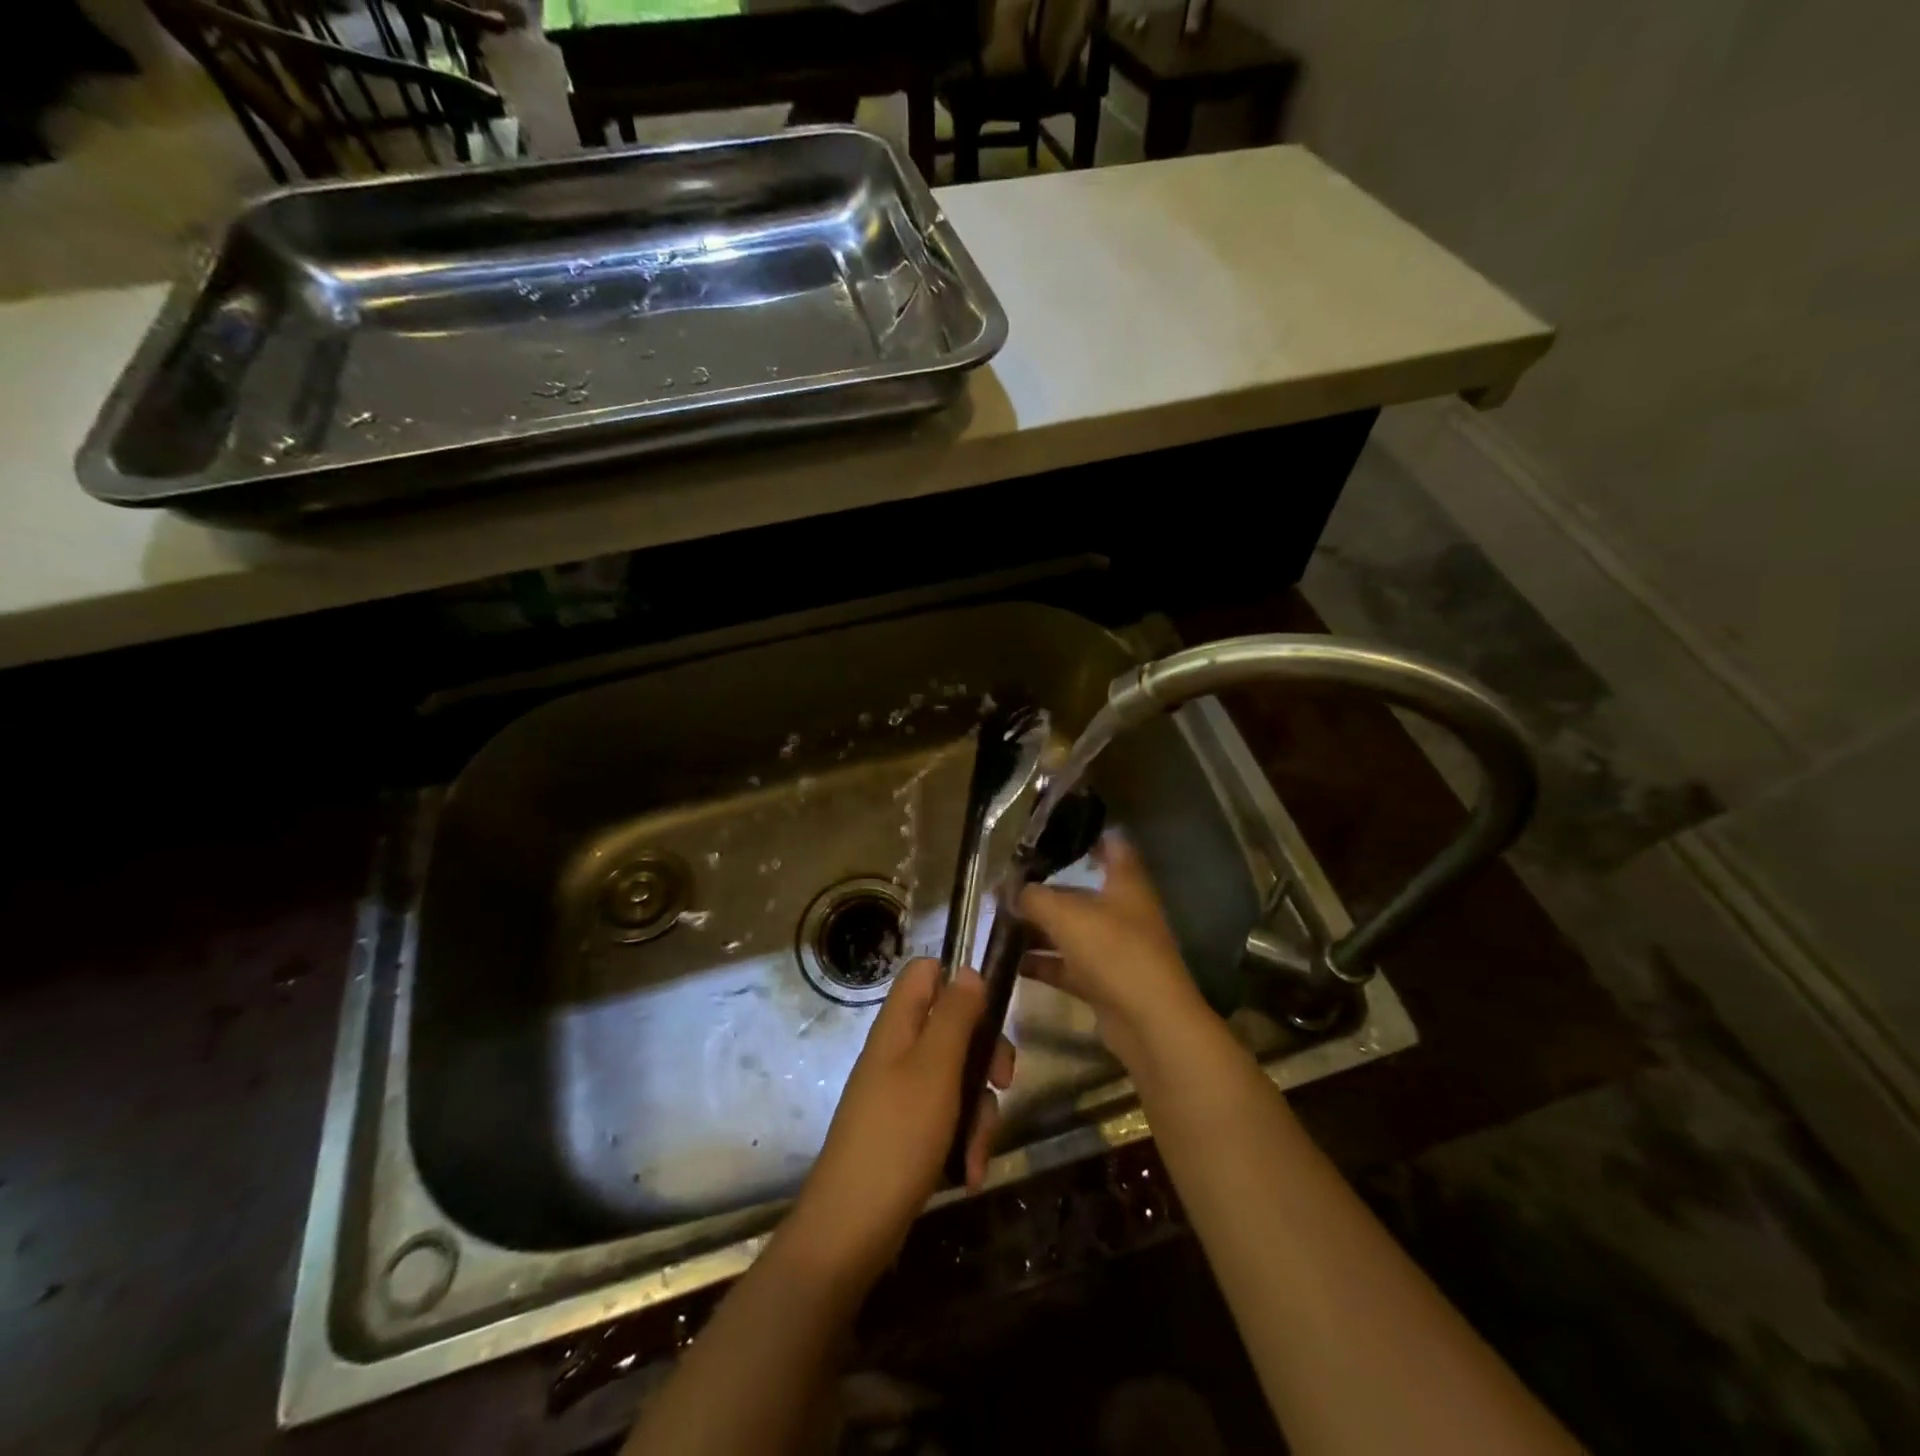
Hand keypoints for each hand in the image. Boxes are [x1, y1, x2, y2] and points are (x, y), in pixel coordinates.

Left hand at [785, 960, 1013, 1288]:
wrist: (852, 1228)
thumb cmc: (898, 1135)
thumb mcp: (936, 1068)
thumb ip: (955, 1015)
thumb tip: (968, 970)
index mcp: (898, 1026)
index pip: (925, 973)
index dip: (958, 981)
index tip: (991, 1010)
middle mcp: (899, 1052)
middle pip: (953, 1027)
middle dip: (984, 1056)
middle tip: (1002, 1080)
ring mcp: (901, 1093)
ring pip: (957, 1078)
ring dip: (978, 1112)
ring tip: (978, 1152)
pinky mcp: (907, 1131)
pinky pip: (946, 1118)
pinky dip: (963, 1141)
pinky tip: (970, 1173)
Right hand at [1017, 833, 1214, 1070]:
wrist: (1150, 1021)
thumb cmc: (1114, 951)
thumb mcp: (1066, 915)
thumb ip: (1033, 897)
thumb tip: (1008, 889)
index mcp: (1126, 884)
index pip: (1113, 846)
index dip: (1088, 835)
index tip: (1054, 831)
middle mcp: (1123, 912)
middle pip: (1081, 892)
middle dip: (1046, 890)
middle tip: (1007, 886)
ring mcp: (1115, 949)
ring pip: (1072, 931)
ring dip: (1040, 929)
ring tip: (1000, 924)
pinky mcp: (1105, 983)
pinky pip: (1068, 966)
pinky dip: (1043, 963)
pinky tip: (1012, 963)